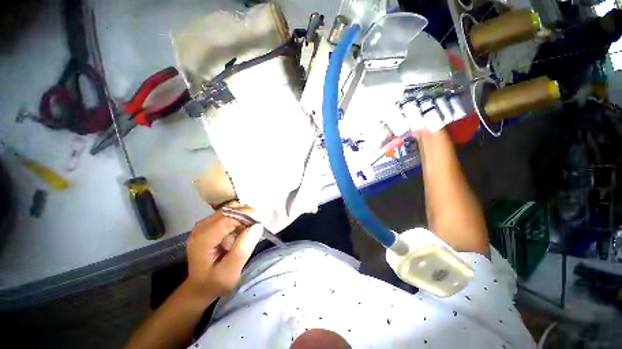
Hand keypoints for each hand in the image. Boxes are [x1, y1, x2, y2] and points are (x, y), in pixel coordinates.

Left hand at [185, 206, 263, 297]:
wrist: (200, 287)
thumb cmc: (214, 283)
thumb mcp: (230, 273)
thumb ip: (242, 250)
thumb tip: (257, 226)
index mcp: (203, 238)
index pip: (229, 216)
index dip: (248, 215)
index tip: (264, 221)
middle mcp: (202, 226)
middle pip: (230, 209)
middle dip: (249, 213)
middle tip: (261, 224)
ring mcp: (206, 223)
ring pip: (231, 208)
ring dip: (246, 214)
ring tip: (255, 226)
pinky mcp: (211, 223)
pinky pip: (230, 212)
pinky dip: (242, 216)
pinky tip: (246, 227)